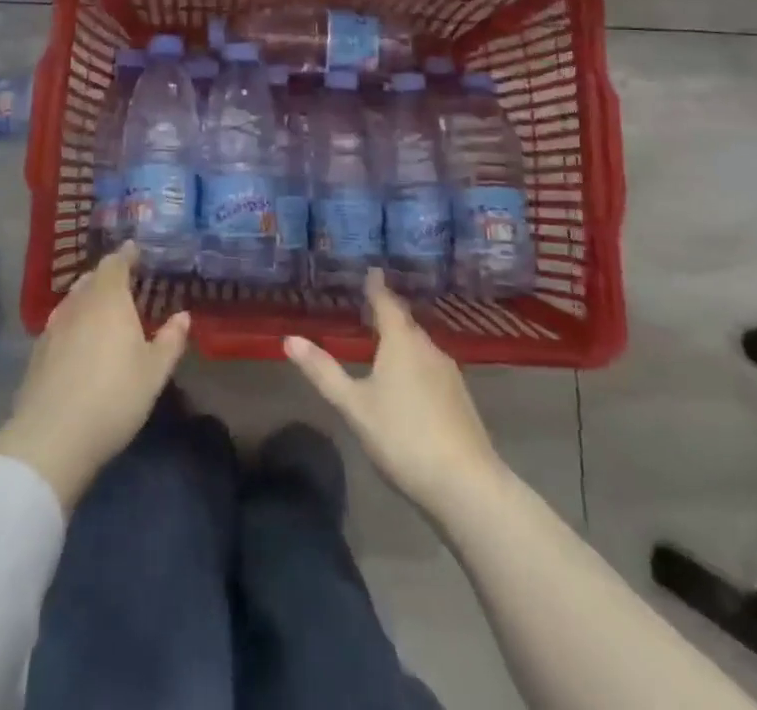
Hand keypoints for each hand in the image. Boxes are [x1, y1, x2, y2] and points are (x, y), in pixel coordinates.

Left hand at [0, 242, 189, 508]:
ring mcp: (53, 327)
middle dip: (108, 275)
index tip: (136, 250)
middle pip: (91, 279)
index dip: (126, 255)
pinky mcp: (37, 352)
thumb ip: (170, 340)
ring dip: (88, 297)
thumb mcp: (154, 372)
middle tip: (125, 280)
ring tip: (103, 307)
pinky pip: (60, 323)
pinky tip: (79, 340)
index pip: (115, 263)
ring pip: (73, 300)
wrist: (52, 437)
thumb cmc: (113, 396)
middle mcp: (78, 304)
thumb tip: (183, 316)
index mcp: (108, 299)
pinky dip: (73, 321)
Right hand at [285, 270, 501, 512]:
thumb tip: (289, 339)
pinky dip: (415, 361)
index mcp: (402, 342)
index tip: (372, 271)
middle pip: (405, 322)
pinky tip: (408, 379)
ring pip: (420, 345)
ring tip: (385, 339)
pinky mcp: (460, 398)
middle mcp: (428, 348)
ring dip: (402, 338)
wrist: (466, 485)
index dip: (376, 287)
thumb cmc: (403, 437)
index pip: (387, 303)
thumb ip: (323, 372)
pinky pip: (431, 365)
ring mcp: (449, 374)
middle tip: (370, 304)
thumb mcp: (354, 405)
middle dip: (388, 312)